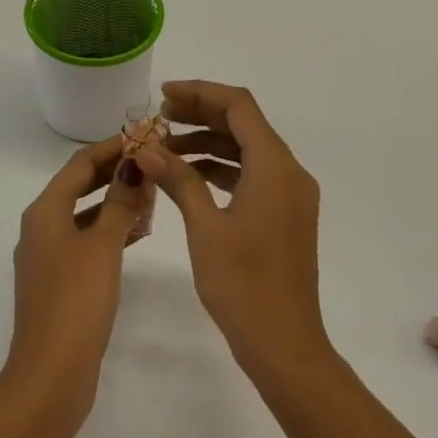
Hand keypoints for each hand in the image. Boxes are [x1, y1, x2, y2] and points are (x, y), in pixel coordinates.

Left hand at [5, 137, 159, 427]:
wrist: (50, 374)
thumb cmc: (76, 301)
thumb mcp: (103, 245)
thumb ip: (120, 203)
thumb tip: (133, 166)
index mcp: (45, 212)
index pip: (80, 164)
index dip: (112, 147)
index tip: (145, 136)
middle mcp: (40, 227)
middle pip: (79, 186)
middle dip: (114, 172)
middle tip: (153, 161)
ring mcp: (47, 256)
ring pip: (84, 214)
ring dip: (114, 201)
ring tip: (152, 194)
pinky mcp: (58, 281)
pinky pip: (85, 240)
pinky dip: (109, 229)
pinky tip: (137, 234)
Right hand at [140, 81, 330, 382]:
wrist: (285, 344)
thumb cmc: (243, 285)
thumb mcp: (205, 227)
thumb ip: (179, 180)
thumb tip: (146, 148)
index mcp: (275, 166)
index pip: (239, 106)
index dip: (200, 93)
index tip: (163, 96)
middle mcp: (290, 171)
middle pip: (244, 124)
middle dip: (201, 115)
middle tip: (159, 119)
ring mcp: (291, 195)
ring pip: (248, 151)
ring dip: (208, 144)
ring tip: (164, 149)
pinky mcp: (286, 215)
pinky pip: (253, 176)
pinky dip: (221, 169)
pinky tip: (188, 178)